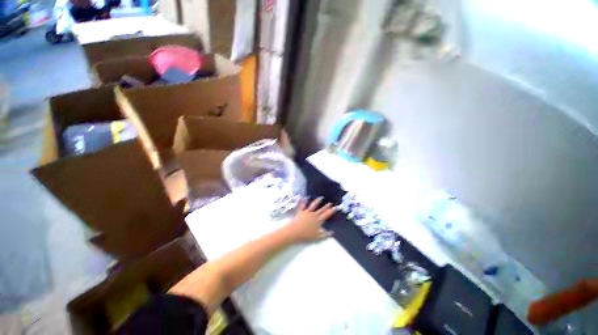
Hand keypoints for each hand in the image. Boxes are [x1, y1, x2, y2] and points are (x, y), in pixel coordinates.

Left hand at [284, 197, 335, 243]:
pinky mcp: (300, 212)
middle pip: (321, 210)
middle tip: (330, 203)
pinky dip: (302, 201)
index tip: (335, 207)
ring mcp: (306, 212)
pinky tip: (303, 197)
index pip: (326, 215)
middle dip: (326, 206)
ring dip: (317, 201)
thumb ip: (325, 235)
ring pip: (313, 205)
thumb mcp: (317, 237)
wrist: (295, 232)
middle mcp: (313, 215)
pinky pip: (302, 205)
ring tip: (321, 198)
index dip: (331, 211)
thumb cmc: (306, 236)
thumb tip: (332, 233)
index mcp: (318, 221)